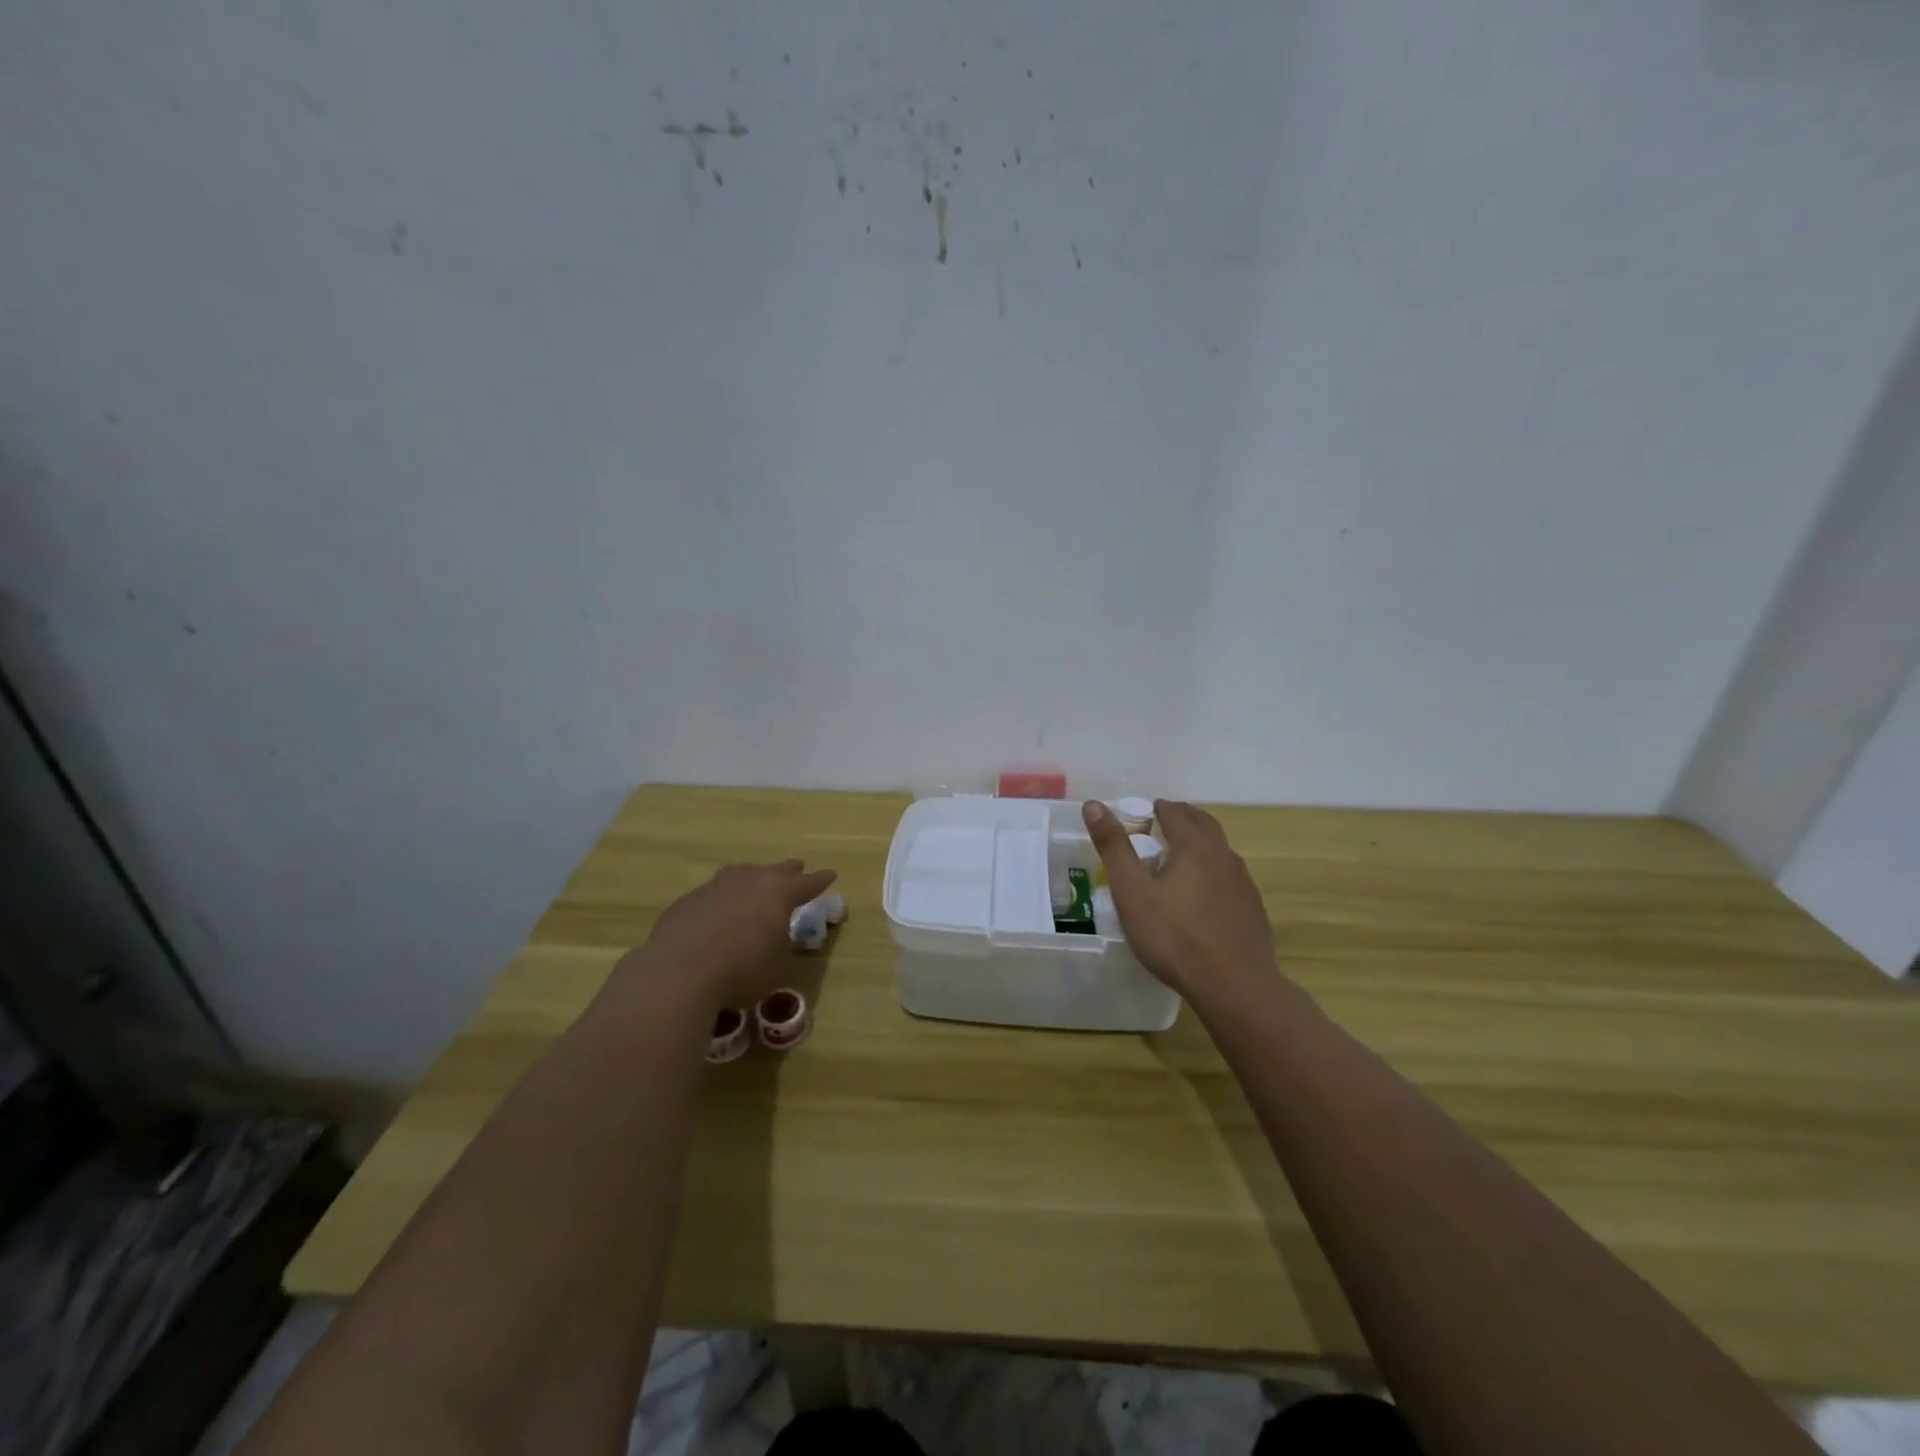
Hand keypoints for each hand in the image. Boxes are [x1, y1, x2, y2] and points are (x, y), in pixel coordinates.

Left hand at [624, 859, 836, 1012]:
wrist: (679, 972)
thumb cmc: (742, 971)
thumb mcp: (779, 967)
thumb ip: (784, 949)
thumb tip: (780, 942)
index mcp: (779, 893)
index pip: (808, 883)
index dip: (821, 880)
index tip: (831, 874)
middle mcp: (750, 880)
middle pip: (776, 870)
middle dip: (789, 871)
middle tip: (797, 868)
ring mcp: (716, 886)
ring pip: (741, 874)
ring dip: (753, 878)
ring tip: (755, 883)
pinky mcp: (689, 900)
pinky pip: (714, 893)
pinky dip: (723, 899)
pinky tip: (719, 914)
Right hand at [1083, 799, 1277, 1007]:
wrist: (1235, 986)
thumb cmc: (1175, 936)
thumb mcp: (1132, 892)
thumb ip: (1113, 847)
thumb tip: (1094, 805)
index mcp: (1194, 846)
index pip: (1175, 812)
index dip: (1157, 808)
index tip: (1143, 812)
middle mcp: (1223, 855)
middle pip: (1203, 824)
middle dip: (1181, 818)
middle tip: (1160, 823)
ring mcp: (1243, 882)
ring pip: (1219, 849)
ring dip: (1199, 843)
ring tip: (1178, 856)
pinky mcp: (1252, 908)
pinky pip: (1229, 876)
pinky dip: (1212, 870)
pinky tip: (1202, 894)